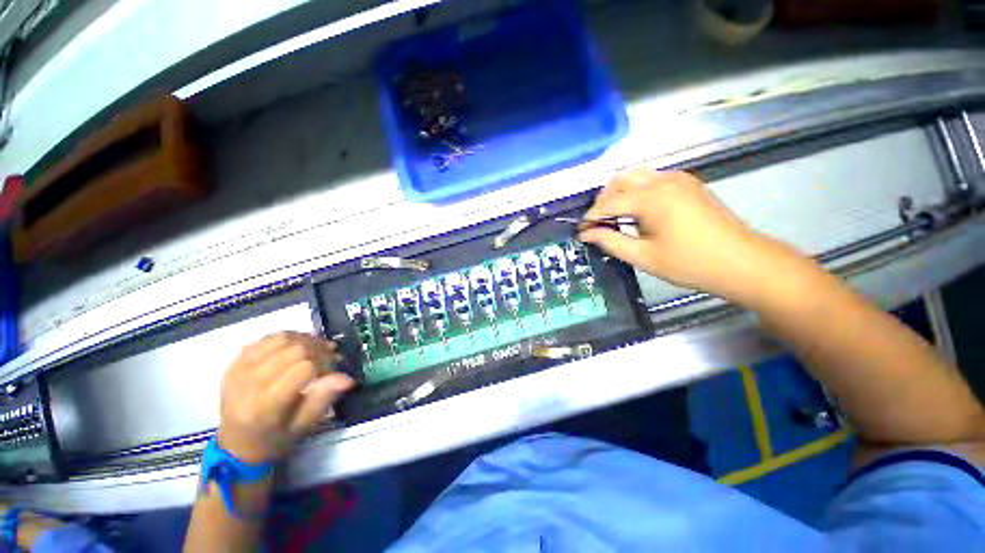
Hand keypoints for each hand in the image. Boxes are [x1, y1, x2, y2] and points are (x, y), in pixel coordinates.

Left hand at [218, 332, 353, 463]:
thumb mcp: (303, 426)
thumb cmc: (275, 439)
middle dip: (319, 350)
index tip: (334, 371)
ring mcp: (239, 370)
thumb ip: (323, 399)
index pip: (304, 369)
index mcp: (266, 405)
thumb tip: (347, 378)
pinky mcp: (235, 363)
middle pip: (294, 350)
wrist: (236, 445)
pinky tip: (298, 346)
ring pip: (281, 339)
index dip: (325, 365)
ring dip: (306, 340)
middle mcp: (249, 384)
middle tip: (331, 357)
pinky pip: (266, 339)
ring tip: (318, 349)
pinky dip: (288, 337)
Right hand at [579, 169, 795, 302]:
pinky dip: (637, 192)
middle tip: (598, 224)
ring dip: (619, 194)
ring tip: (615, 218)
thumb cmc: (690, 263)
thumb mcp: (643, 257)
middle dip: (603, 200)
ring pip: (636, 176)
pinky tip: (638, 212)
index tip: (580, 232)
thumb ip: (611, 242)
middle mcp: (663, 180)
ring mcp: (678, 179)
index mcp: (652, 198)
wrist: (742, 262)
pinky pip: (652, 180)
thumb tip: (587, 235)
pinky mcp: (688, 183)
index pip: (608, 202)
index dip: (590, 218)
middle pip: (619, 180)